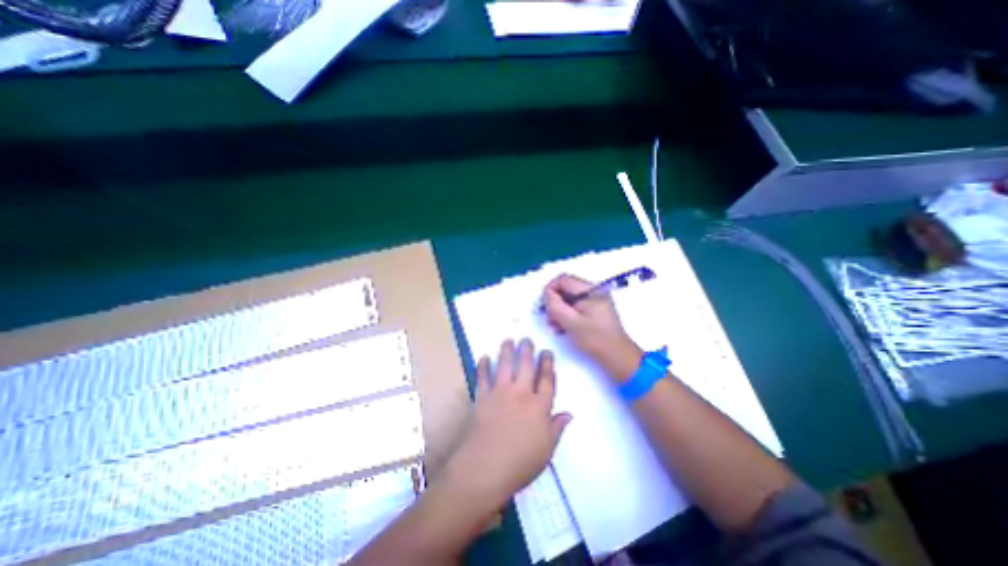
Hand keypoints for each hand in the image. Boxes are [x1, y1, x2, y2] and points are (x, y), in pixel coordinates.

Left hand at [445, 337, 570, 506]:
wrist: (487, 468)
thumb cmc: (521, 463)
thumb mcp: (546, 450)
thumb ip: (557, 428)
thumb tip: (569, 413)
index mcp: (539, 406)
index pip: (546, 380)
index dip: (548, 364)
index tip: (547, 351)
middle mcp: (521, 394)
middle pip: (526, 366)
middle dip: (528, 350)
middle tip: (527, 338)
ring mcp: (500, 393)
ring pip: (505, 365)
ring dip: (507, 351)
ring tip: (508, 339)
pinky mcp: (483, 397)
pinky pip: (483, 377)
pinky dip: (483, 366)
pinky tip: (484, 357)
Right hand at [539, 274, 639, 381]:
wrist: (617, 356)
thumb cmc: (594, 339)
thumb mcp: (570, 322)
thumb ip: (555, 305)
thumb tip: (546, 293)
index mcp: (590, 290)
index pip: (563, 279)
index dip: (550, 290)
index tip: (544, 306)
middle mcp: (594, 291)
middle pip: (566, 288)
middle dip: (555, 302)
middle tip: (550, 320)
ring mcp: (596, 300)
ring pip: (570, 298)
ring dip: (560, 310)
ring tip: (556, 327)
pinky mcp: (596, 310)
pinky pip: (577, 306)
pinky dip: (568, 314)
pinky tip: (564, 328)